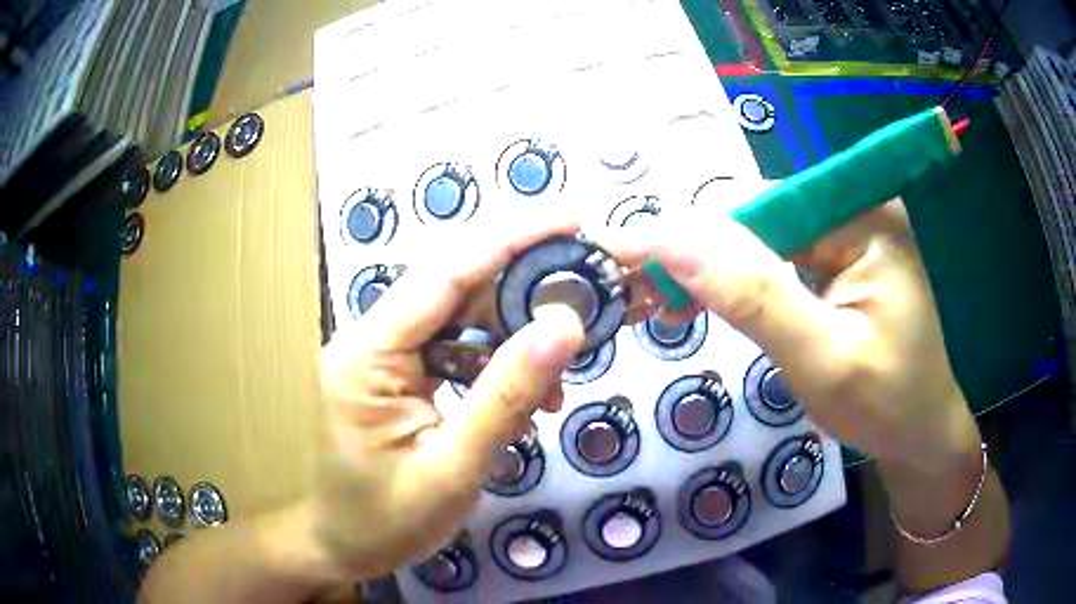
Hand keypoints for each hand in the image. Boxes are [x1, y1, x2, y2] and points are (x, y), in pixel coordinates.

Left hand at [299, 214, 585, 581]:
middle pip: (455, 287)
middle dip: (524, 280)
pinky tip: (532, 391)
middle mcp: (371, 339)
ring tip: (566, 353)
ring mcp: (384, 356)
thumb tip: (565, 326)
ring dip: (516, 330)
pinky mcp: (398, 376)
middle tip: (586, 279)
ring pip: (461, 318)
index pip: (445, 273)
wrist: (341, 547)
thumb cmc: (385, 521)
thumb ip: (508, 396)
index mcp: (368, 353)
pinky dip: (497, 362)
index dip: (510, 238)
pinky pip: (455, 350)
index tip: (570, 218)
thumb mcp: (453, 468)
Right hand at [607, 199, 979, 471]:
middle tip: (637, 289)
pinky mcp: (839, 262)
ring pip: (762, 240)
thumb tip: (671, 237)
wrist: (919, 437)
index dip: (698, 232)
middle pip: (761, 217)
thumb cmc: (884, 405)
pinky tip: (703, 302)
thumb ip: (754, 297)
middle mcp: (857, 210)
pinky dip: (737, 285)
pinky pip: (777, 262)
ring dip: (711, 272)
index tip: (631, 259)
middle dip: (700, 255)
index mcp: (866, 217)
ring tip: (660, 301)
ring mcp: (849, 236)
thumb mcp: (821, 359)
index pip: (765, 203)